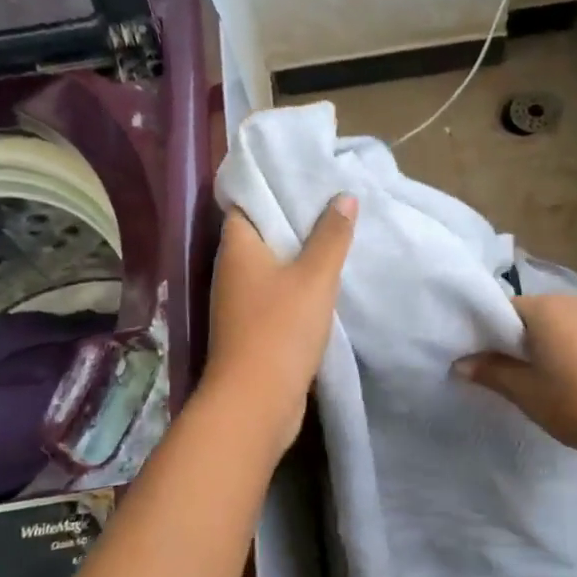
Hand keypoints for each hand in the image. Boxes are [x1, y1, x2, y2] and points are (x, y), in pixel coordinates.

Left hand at [203, 197, 357, 447]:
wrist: (255, 401)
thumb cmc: (280, 328)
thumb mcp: (315, 277)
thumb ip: (331, 236)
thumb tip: (344, 196)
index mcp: (237, 249)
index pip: (245, 203)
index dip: (270, 187)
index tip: (301, 175)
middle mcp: (231, 270)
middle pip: (260, 234)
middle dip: (291, 219)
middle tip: (329, 201)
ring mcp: (239, 302)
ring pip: (270, 265)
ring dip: (297, 254)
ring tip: (333, 235)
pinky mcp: (251, 328)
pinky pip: (275, 293)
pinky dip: (296, 284)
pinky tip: (324, 281)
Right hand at [454, 292, 576, 479]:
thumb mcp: (529, 395)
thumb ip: (492, 372)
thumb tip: (460, 362)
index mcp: (547, 309)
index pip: (506, 309)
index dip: (495, 334)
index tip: (493, 362)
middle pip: (540, 313)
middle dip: (529, 338)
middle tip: (526, 375)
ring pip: (573, 323)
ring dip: (562, 343)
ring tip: (564, 381)